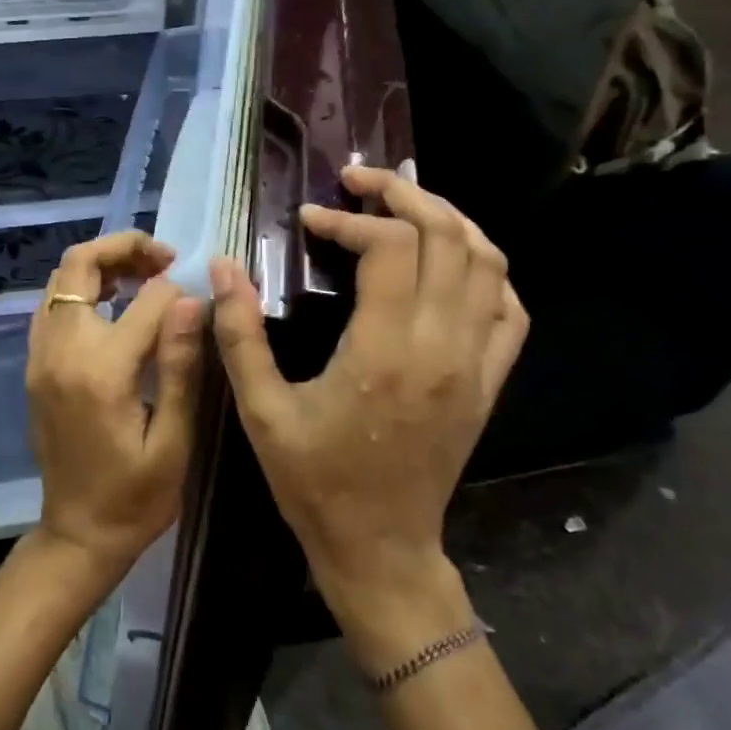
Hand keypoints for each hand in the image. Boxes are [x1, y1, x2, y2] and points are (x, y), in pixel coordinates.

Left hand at [25, 231, 204, 588]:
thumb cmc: (137, 497)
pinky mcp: (35, 366)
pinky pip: (52, 305)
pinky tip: (113, 304)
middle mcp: (61, 351)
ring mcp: (40, 357)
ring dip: (101, 264)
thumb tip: (190, 299)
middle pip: (81, 266)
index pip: (144, 300)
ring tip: (144, 276)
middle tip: (164, 258)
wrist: (78, 534)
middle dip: (124, 248)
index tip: (199, 298)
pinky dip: (81, 288)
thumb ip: (181, 365)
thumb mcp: (174, 440)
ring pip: (61, 279)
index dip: (176, 290)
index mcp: (101, 371)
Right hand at [209, 165, 527, 665]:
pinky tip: (451, 262)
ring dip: (449, 220)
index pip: (389, 247)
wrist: (381, 548)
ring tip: (405, 205)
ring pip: (487, 264)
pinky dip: (485, 270)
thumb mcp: (261, 411)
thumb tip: (222, 268)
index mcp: (385, 351)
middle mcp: (441, 346)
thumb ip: (239, 335)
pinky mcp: (489, 383)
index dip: (348, 220)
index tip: (309, 220)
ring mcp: (475, 364)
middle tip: (361, 181)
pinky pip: (509, 309)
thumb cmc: (315, 481)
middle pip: (447, 237)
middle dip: (404, 194)